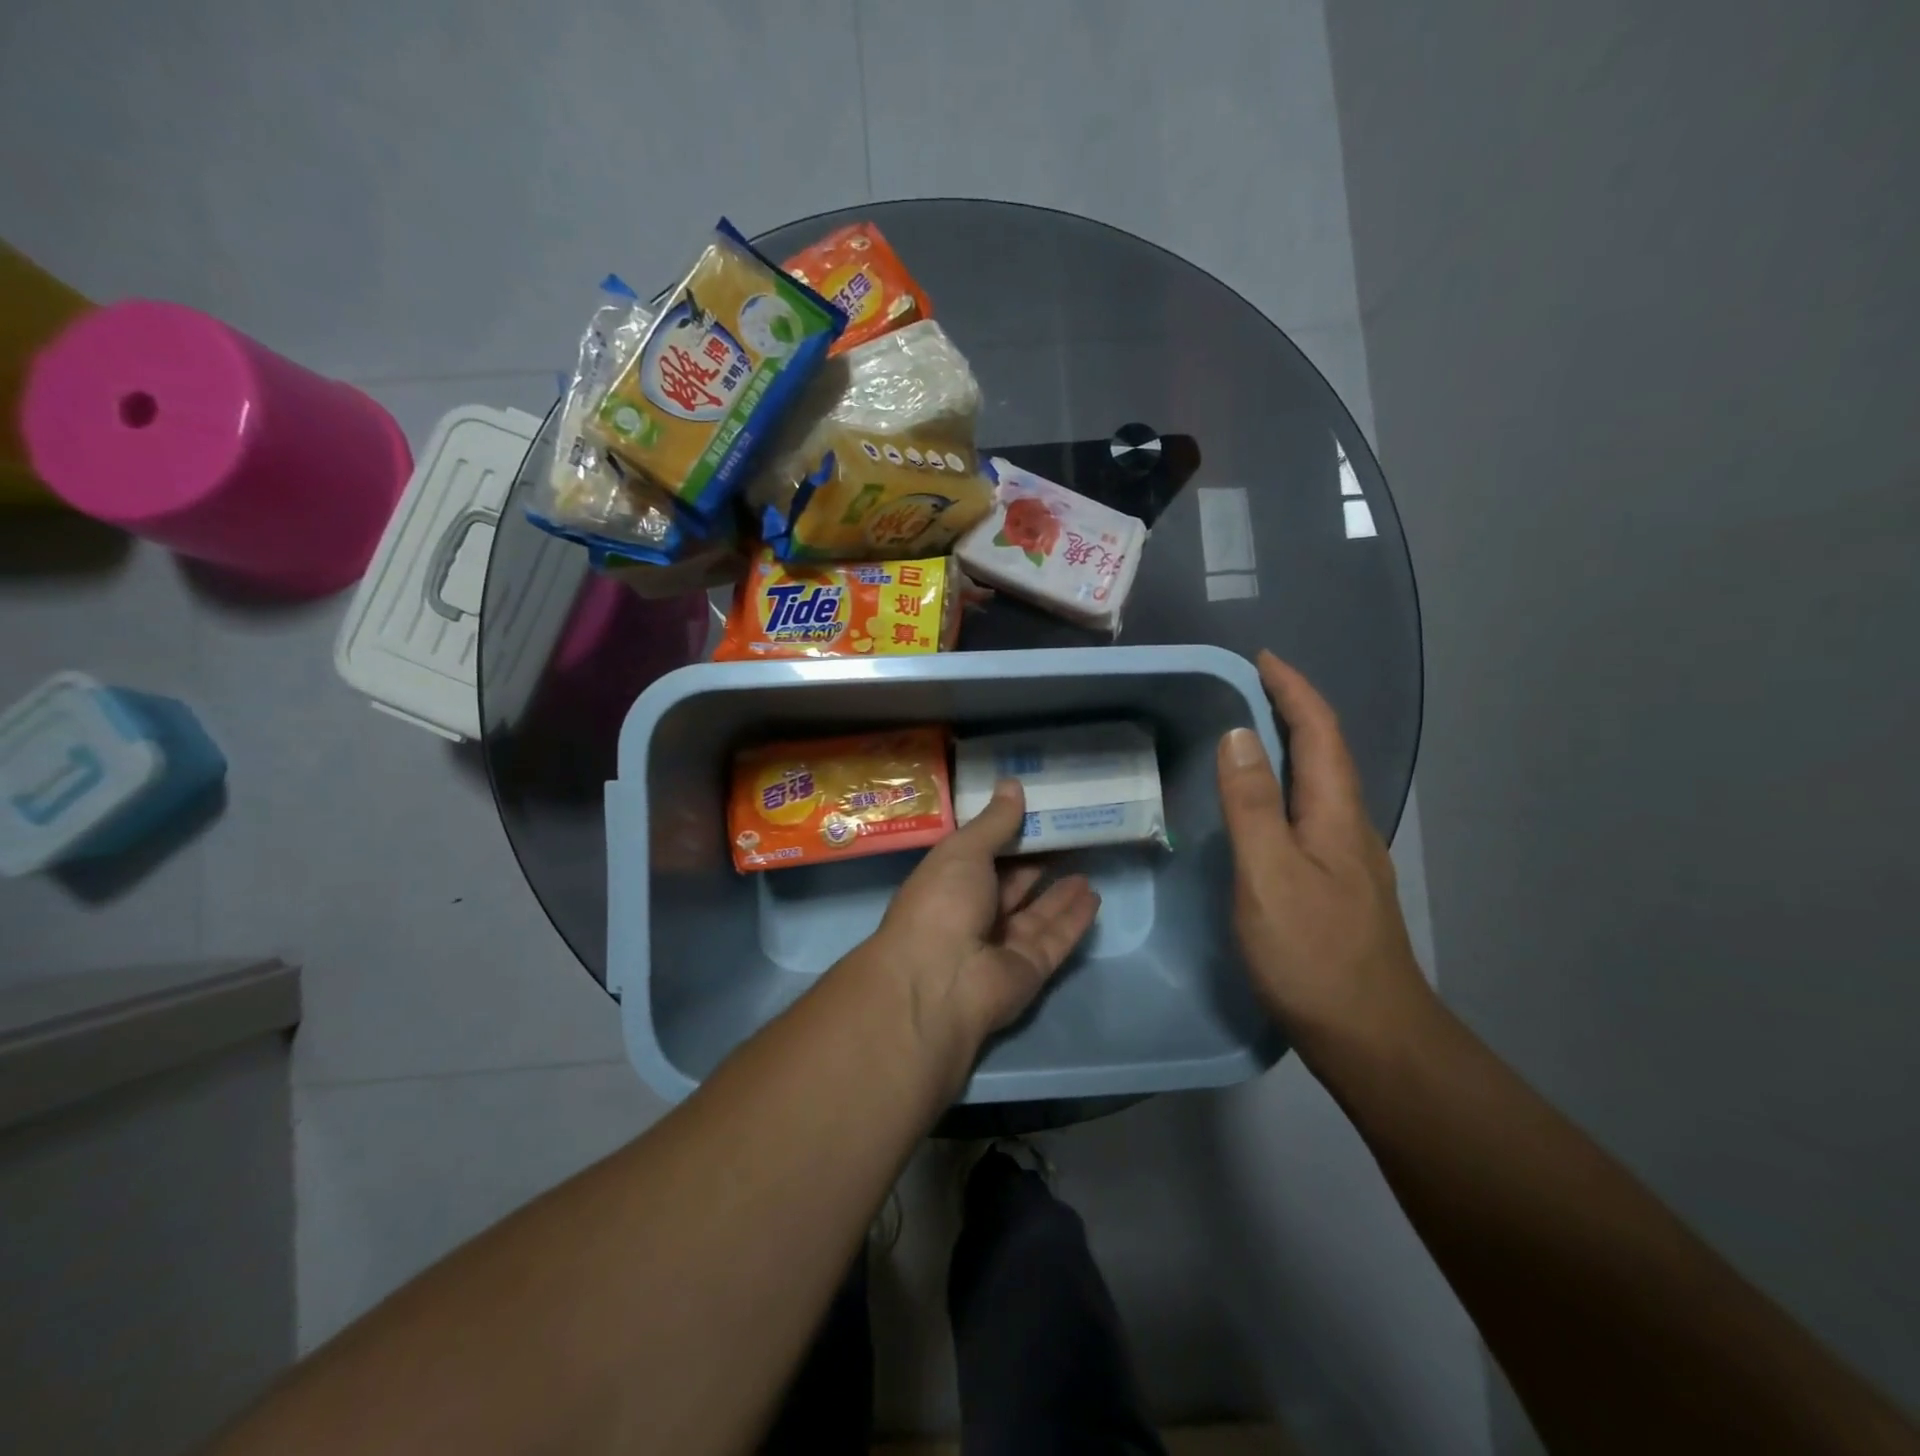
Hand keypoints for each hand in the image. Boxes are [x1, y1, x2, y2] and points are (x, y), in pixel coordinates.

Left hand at [868, 780, 1099, 1083]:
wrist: (941, 980)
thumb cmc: (942, 903)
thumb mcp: (964, 851)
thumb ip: (994, 822)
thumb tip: (1012, 783)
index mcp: (949, 884)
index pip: (982, 855)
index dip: (1007, 835)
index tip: (1036, 812)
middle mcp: (973, 914)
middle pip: (1012, 884)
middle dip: (1037, 862)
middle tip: (1069, 835)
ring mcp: (1001, 945)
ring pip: (1037, 913)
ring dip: (1060, 892)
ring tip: (1086, 864)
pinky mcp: (1029, 969)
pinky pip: (1056, 938)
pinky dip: (1074, 918)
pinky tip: (1094, 896)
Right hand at [1216, 651, 1433, 1068]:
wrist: (1372, 1037)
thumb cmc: (1313, 953)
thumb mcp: (1269, 874)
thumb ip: (1251, 804)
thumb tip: (1240, 735)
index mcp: (1334, 813)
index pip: (1319, 731)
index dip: (1293, 690)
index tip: (1261, 659)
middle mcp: (1349, 826)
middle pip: (1327, 751)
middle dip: (1294, 709)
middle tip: (1248, 689)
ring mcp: (1348, 858)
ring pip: (1321, 783)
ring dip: (1293, 746)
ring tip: (1251, 735)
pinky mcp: (1338, 885)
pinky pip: (1311, 813)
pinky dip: (1287, 786)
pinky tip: (1265, 807)